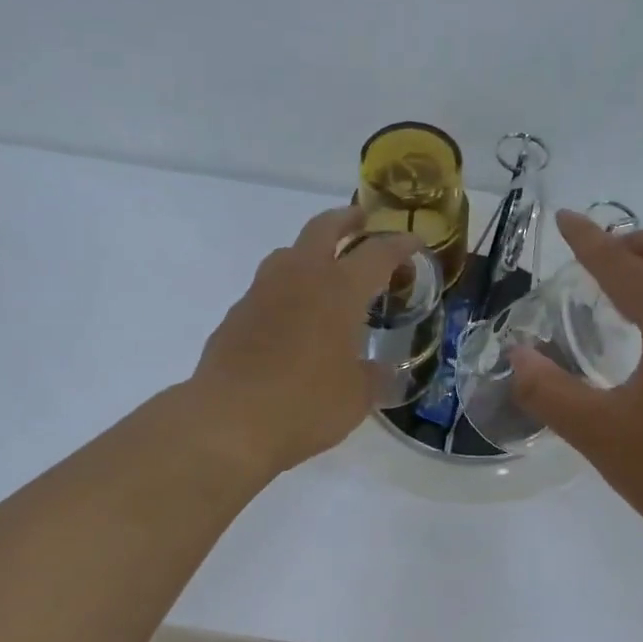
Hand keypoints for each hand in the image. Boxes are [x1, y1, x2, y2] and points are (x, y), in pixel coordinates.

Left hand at [192, 205, 418, 477]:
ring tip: (324, 271)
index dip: (399, 245)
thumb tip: (381, 371)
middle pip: (323, 228)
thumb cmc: (306, 404)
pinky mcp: (235, 315)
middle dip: (346, 220)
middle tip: (361, 221)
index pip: (377, 253)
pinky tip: (290, 320)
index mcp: (339, 289)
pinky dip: (285, 291)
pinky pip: (266, 290)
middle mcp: (299, 277)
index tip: (414, 242)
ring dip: (310, 252)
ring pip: (288, 253)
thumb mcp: (356, 397)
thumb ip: (373, 378)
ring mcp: (261, 293)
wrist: (228, 421)